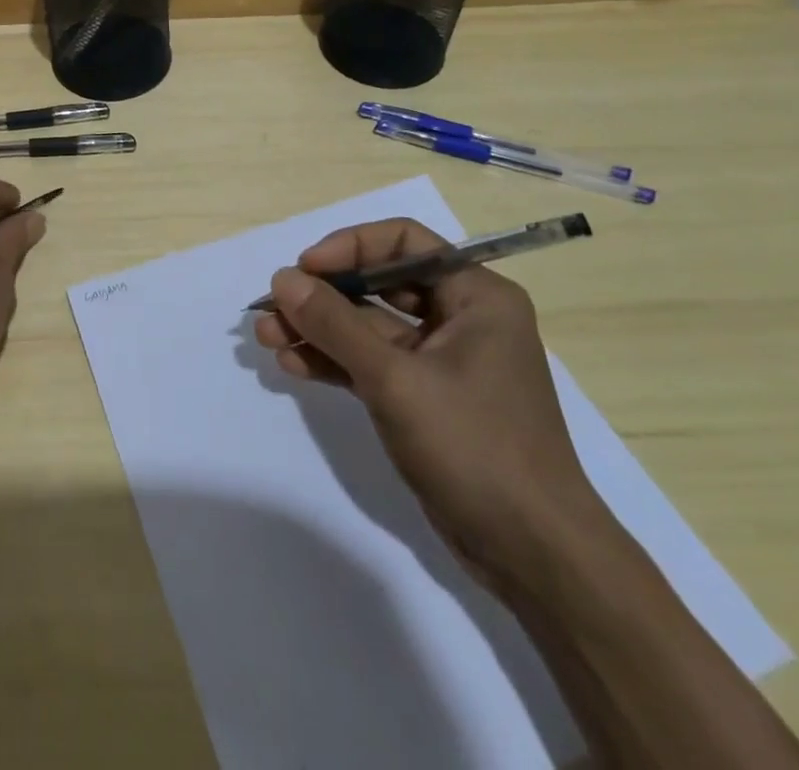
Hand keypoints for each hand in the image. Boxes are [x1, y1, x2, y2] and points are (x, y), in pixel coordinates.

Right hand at [254, 216, 611, 593]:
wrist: (532, 556)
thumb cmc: (475, 446)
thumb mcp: (396, 379)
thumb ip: (335, 324)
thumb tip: (283, 278)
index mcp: (476, 296)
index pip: (403, 242)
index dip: (349, 247)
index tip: (304, 269)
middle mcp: (461, 318)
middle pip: (380, 283)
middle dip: (323, 295)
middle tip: (273, 305)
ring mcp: (441, 361)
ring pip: (369, 327)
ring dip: (318, 330)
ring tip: (266, 336)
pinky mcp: (424, 398)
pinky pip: (371, 364)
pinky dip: (334, 362)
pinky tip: (292, 365)